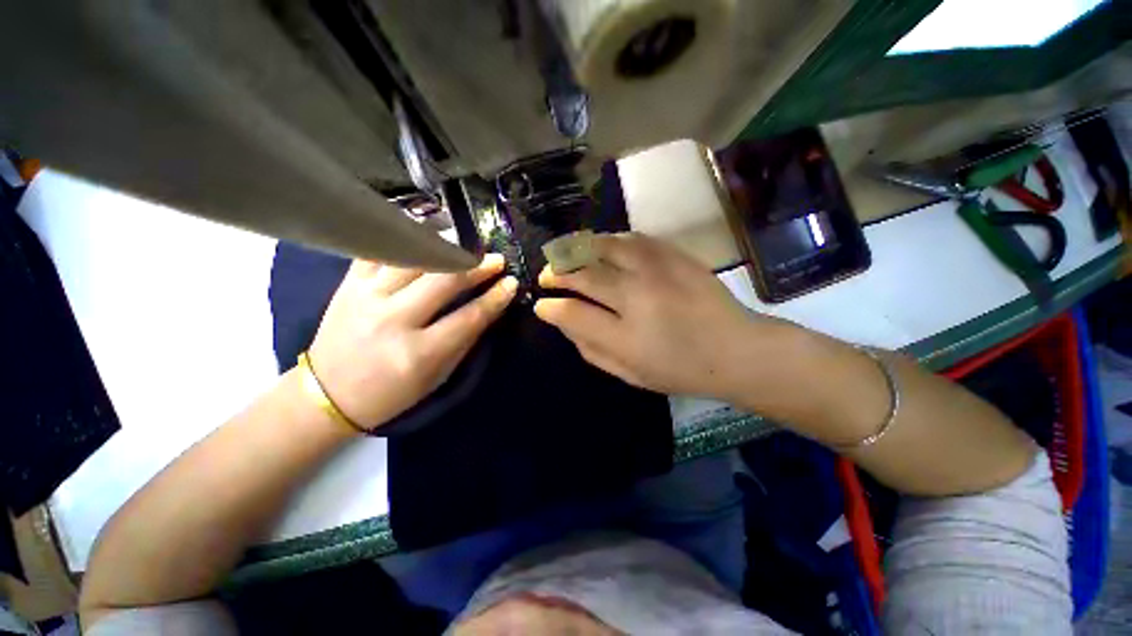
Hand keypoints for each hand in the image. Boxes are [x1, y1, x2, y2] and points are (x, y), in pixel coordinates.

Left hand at [308, 255, 516, 429]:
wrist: (328, 395)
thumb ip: (465, 339)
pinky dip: (405, 240)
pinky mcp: (347, 284)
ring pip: (413, 259)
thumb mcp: (437, 376)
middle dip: (477, 267)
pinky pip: (380, 251)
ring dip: (446, 247)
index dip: (495, 298)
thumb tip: (490, 306)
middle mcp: (392, 321)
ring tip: (466, 244)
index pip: (468, 317)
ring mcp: (366, 297)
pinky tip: (426, 235)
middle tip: (496, 259)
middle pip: (444, 281)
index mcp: (418, 353)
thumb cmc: (392, 393)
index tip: (512, 283)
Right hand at [535, 232, 776, 397]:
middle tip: (546, 276)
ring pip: (602, 246)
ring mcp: (657, 269)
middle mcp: (638, 295)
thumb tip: (564, 320)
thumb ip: (590, 347)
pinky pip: (630, 238)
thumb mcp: (629, 372)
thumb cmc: (680, 369)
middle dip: (555, 273)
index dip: (550, 307)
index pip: (572, 312)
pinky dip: (607, 242)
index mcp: (626, 335)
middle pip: (582, 273)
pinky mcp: (673, 254)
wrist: (737, 349)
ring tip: (567, 258)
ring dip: (577, 250)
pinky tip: (601, 250)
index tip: (541, 305)